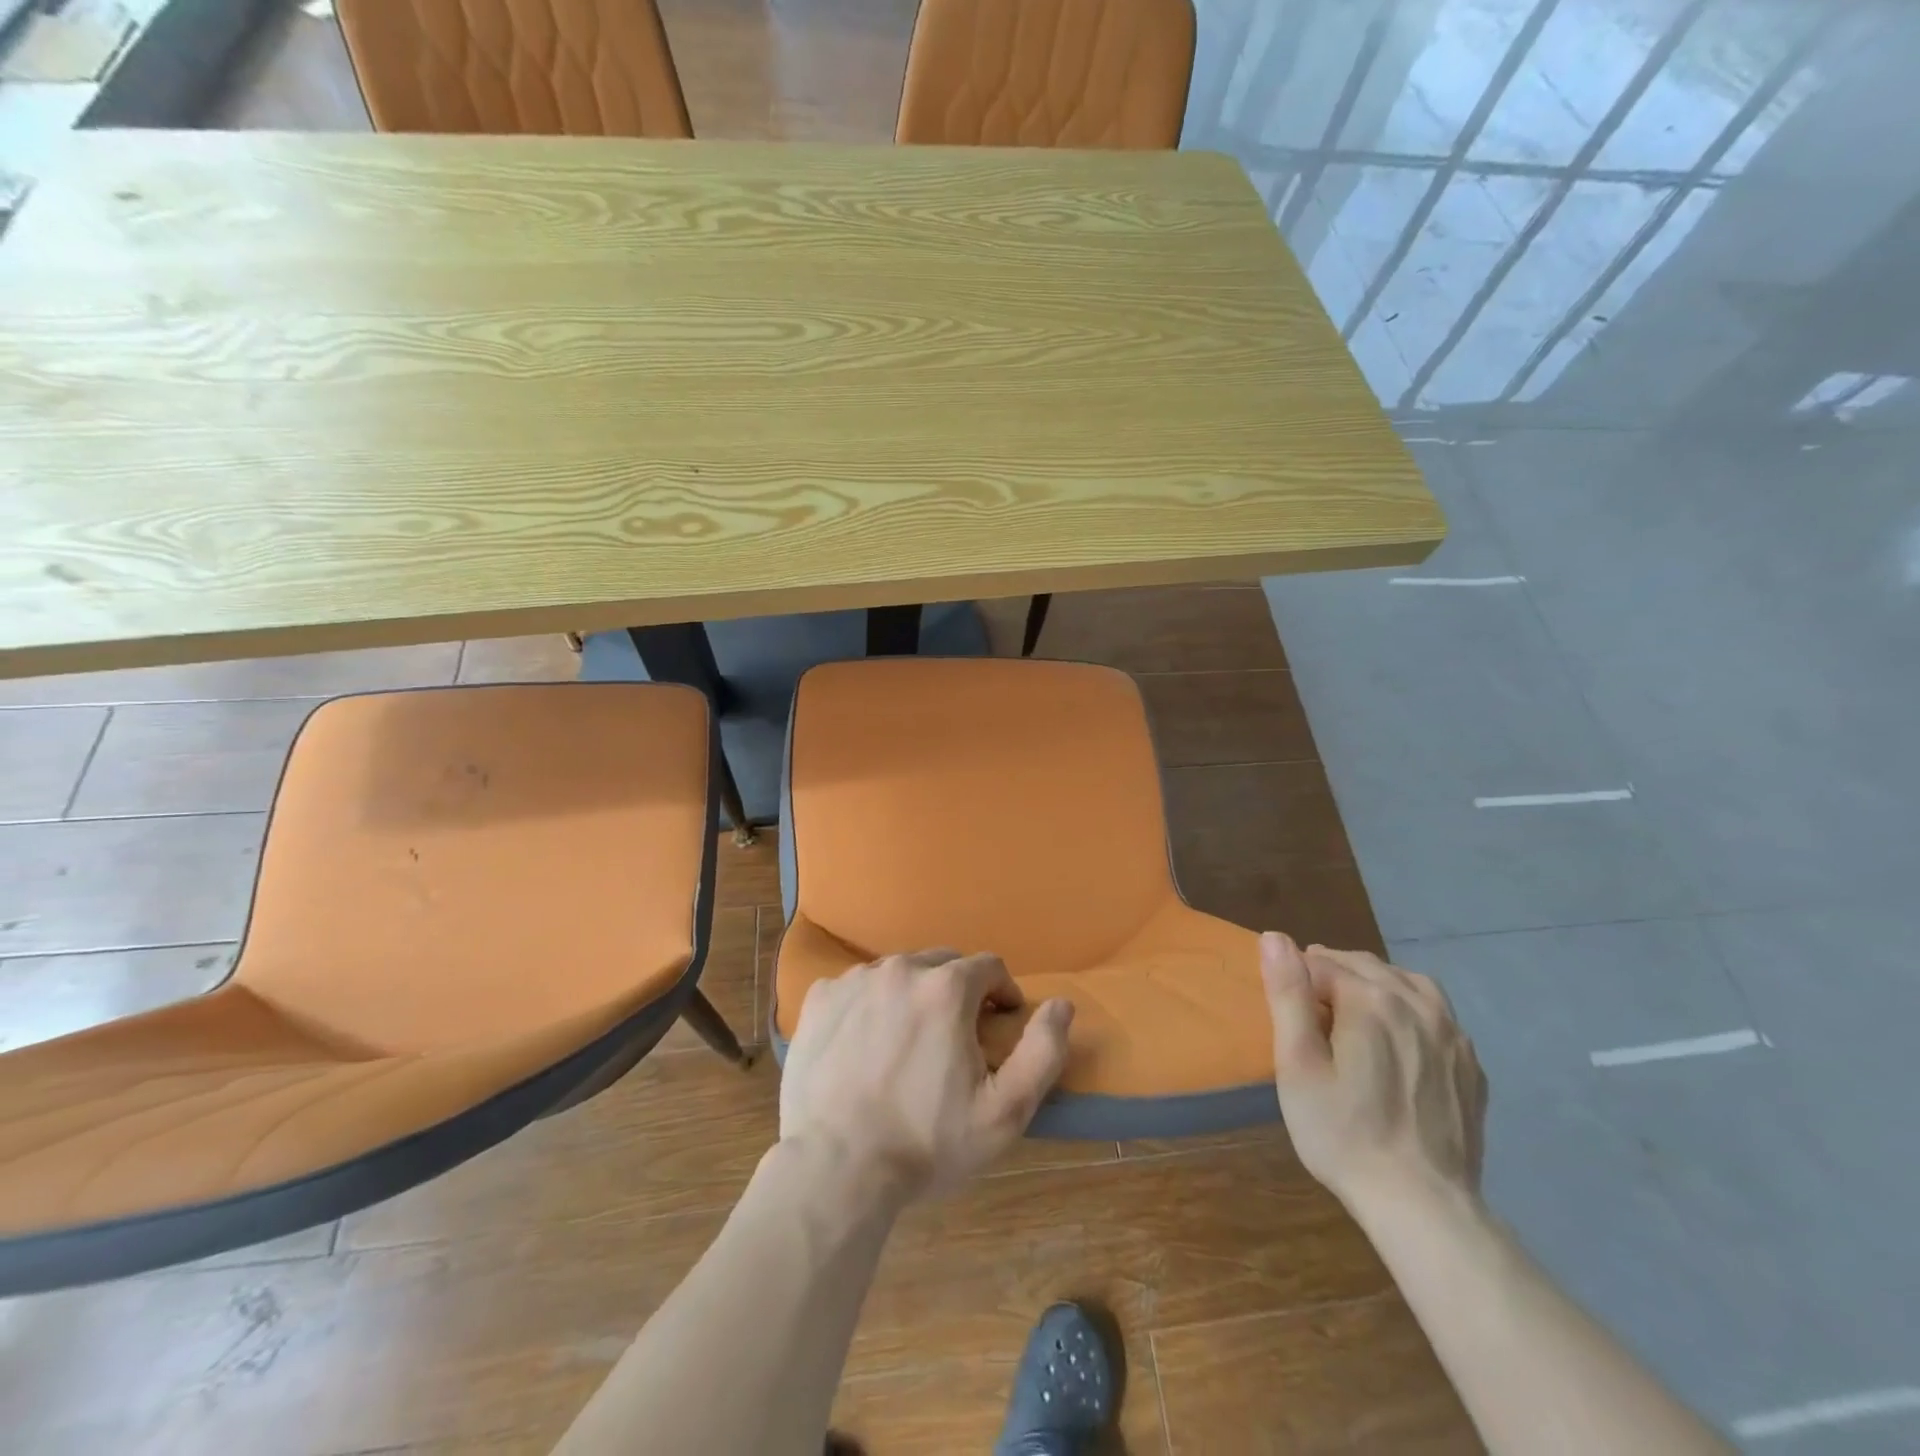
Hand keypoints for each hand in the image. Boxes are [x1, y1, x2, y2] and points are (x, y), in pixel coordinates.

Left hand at [780, 949, 1073, 1200]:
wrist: (835, 1169)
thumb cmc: (926, 1142)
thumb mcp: (1005, 1111)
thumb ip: (1043, 1051)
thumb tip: (1062, 1004)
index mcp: (946, 988)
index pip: (989, 966)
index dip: (1002, 993)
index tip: (999, 1024)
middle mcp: (900, 969)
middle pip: (943, 964)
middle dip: (958, 991)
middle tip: (955, 1037)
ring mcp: (854, 981)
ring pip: (898, 973)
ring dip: (914, 995)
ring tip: (910, 1042)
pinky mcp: (820, 998)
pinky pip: (857, 987)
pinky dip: (870, 1004)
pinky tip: (866, 1044)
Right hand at [1259, 933, 1485, 1216]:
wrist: (1422, 1205)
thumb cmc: (1343, 1132)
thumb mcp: (1297, 1064)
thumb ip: (1287, 995)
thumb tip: (1275, 938)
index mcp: (1371, 998)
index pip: (1320, 962)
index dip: (1296, 981)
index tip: (1286, 1014)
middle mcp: (1418, 1003)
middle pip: (1363, 965)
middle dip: (1330, 975)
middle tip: (1308, 1014)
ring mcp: (1452, 1034)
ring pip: (1404, 981)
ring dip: (1372, 984)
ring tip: (1350, 1015)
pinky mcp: (1470, 1064)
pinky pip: (1435, 1013)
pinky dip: (1407, 1009)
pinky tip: (1395, 1039)